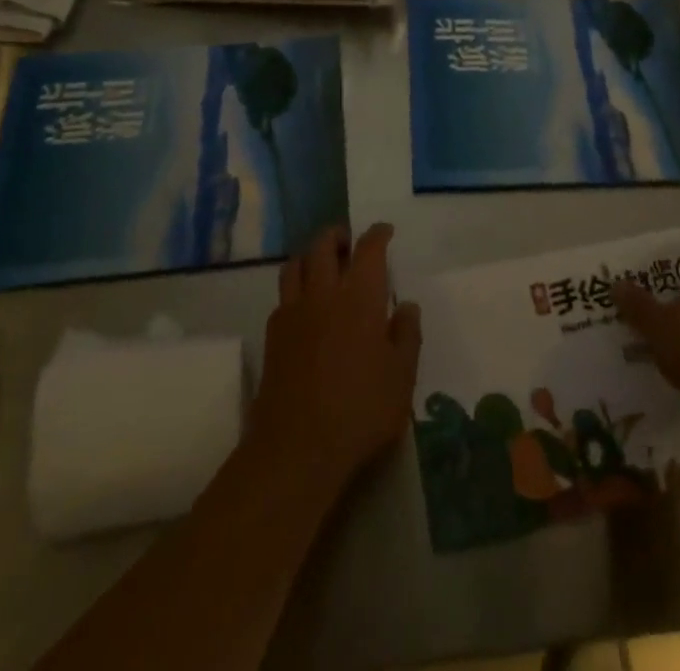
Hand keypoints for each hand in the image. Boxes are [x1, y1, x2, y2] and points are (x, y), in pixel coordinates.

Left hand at [251, 223, 421, 489]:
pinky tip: (305, 305)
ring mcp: (293, 312)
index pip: (368, 248)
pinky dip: (296, 286)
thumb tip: (406, 306)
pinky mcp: (272, 335)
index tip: (385, 231)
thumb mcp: (401, 377)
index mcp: (360, 296)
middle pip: (324, 245)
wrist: (296, 448)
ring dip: (311, 254)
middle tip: (350, 243)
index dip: (377, 234)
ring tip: (323, 265)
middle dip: (338, 236)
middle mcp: (324, 293)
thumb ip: (407, 335)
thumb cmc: (360, 410)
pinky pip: (283, 294)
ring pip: (296, 263)